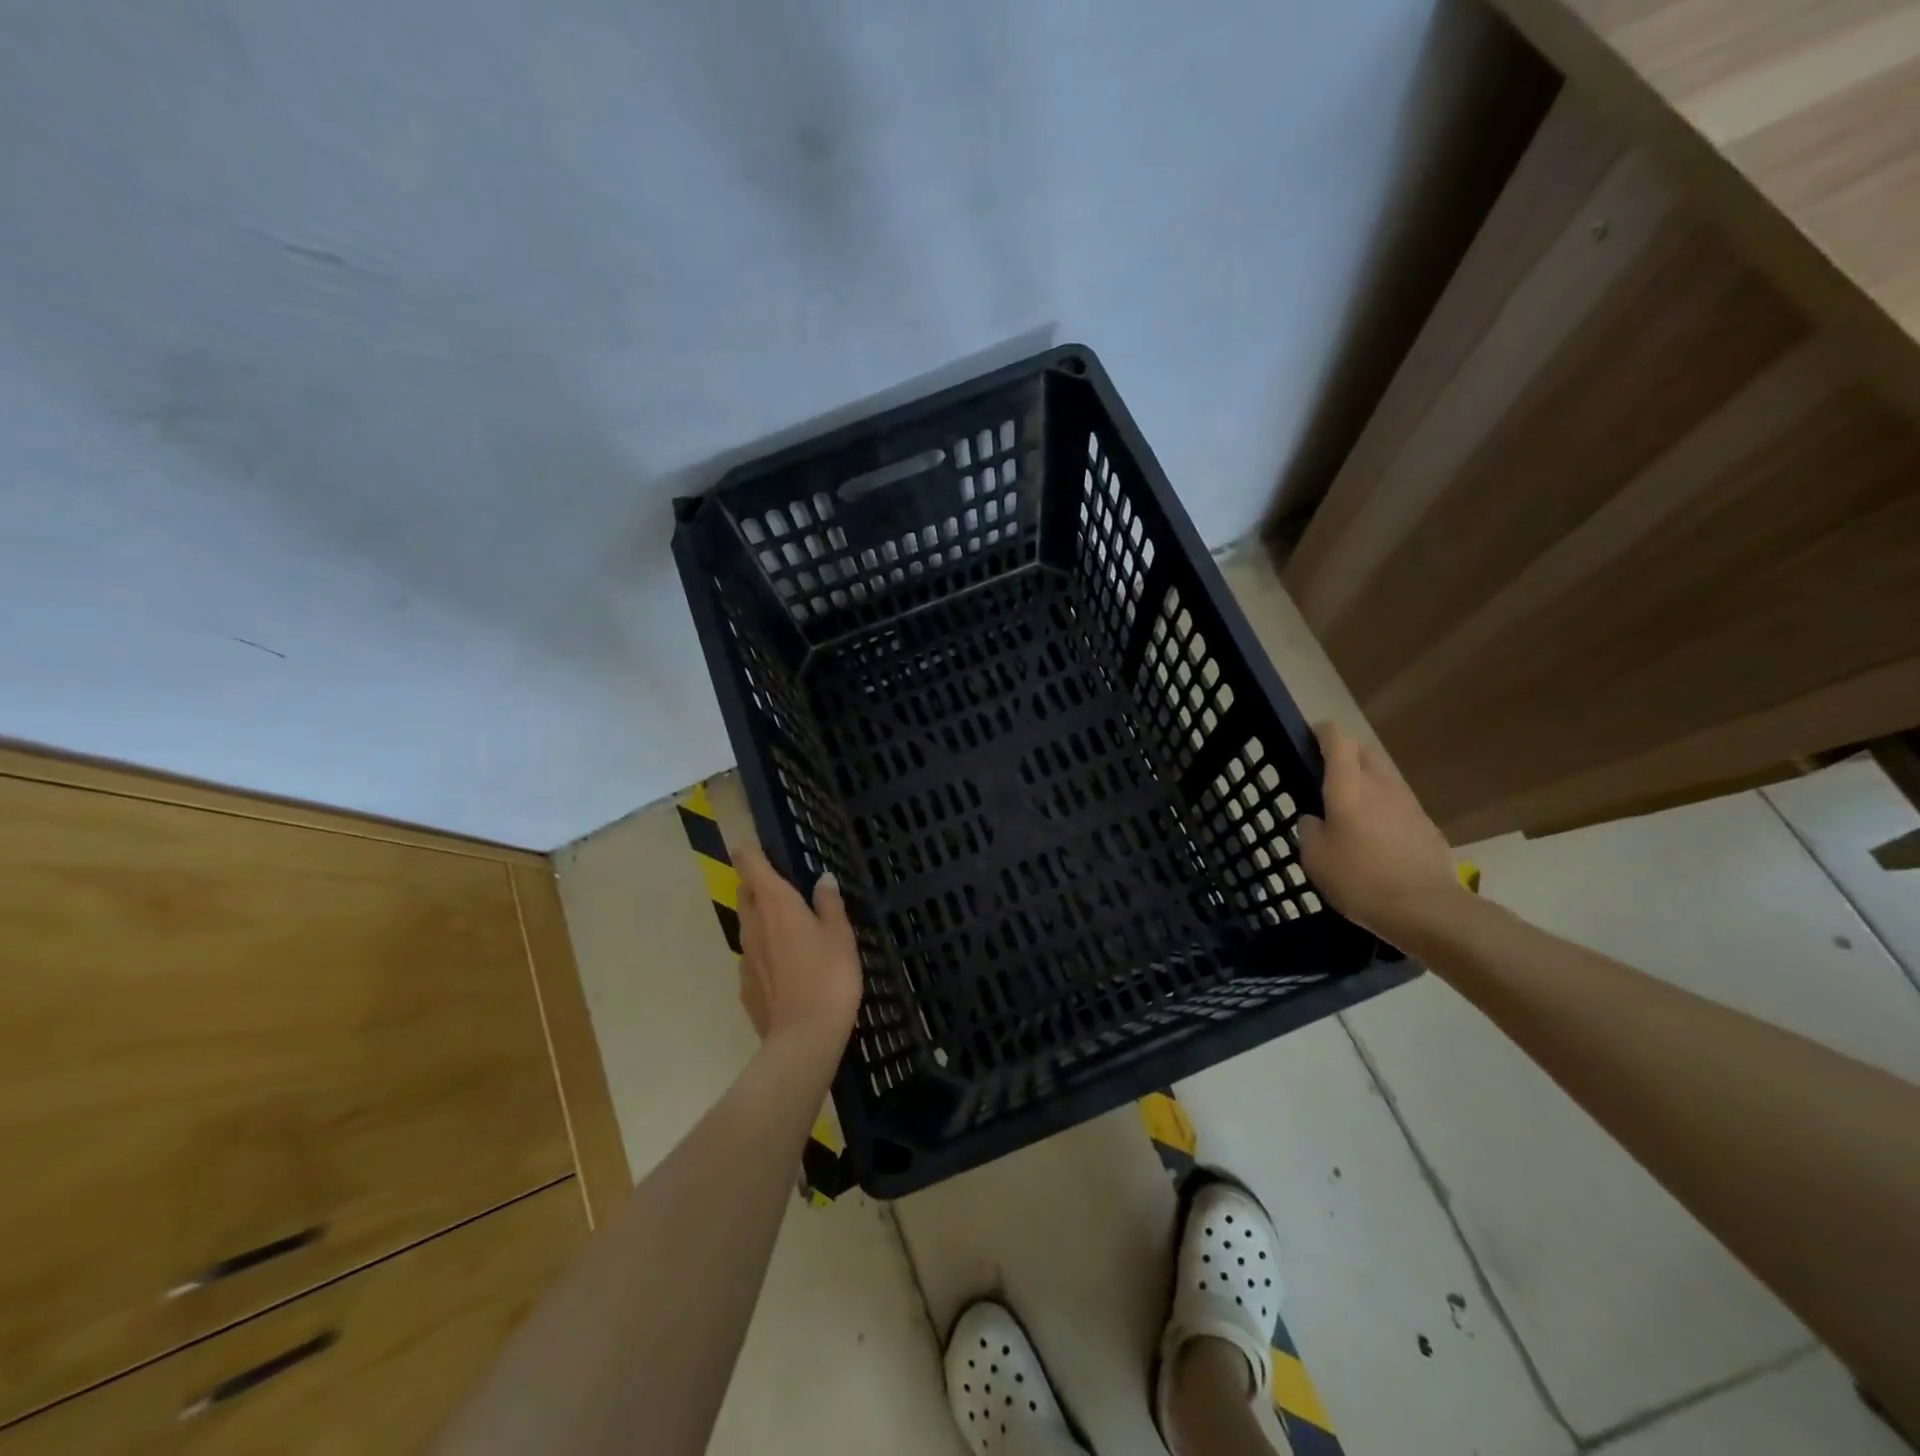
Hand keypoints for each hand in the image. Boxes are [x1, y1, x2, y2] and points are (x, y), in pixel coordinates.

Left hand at [733, 843, 862, 1057]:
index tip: (755, 843)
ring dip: (763, 918)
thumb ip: (829, 904)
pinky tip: (788, 966)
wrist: (804, 1038)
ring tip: (791, 926)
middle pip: (745, 893)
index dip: (750, 849)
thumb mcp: (840, 935)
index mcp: (776, 904)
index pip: (750, 864)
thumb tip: (822, 879)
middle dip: (758, 883)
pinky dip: (766, 951)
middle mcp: (753, 924)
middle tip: (784, 885)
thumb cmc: (829, 976)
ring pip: (748, 925)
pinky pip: (753, 956)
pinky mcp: (745, 986)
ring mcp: (745, 957)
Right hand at [1296, 721, 1463, 943]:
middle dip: (1345, 754)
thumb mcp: (1314, 858)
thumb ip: (1309, 830)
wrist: (1426, 909)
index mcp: (1348, 786)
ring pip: (1383, 777)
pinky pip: (1398, 804)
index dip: (1322, 733)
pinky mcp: (1426, 825)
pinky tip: (1375, 838)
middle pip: (1364, 751)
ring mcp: (1409, 803)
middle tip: (1325, 776)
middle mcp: (1380, 785)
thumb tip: (1315, 819)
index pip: (1337, 739)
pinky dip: (1383, 809)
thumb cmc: (1359, 879)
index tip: (1308, 739)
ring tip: (1350, 810)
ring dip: (1366, 782)